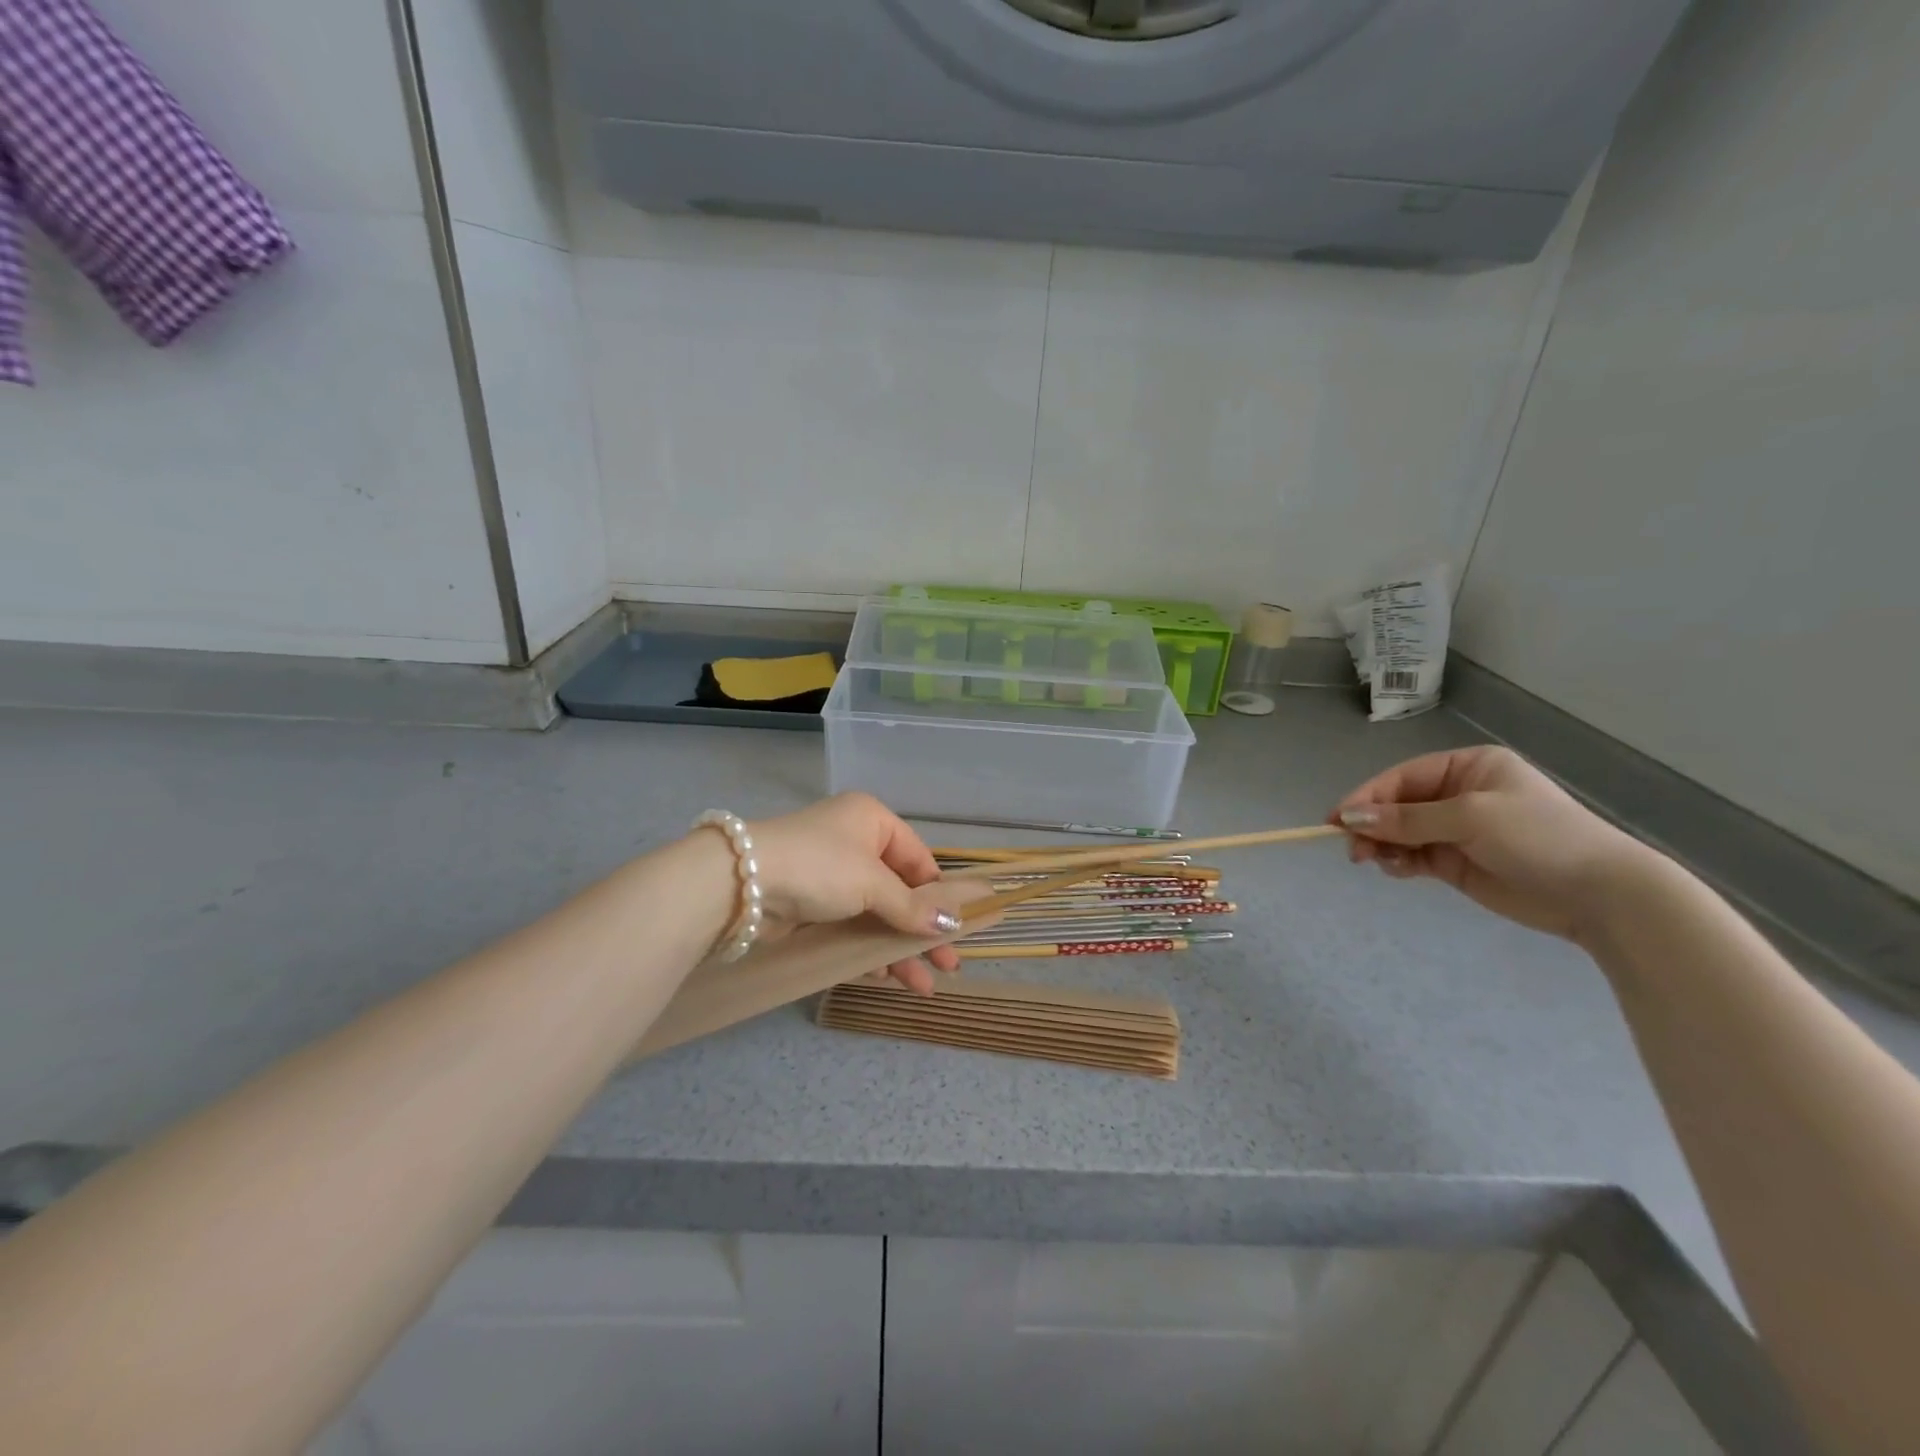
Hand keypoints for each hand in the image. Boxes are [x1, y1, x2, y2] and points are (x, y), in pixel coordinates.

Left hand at [745, 793, 962, 992]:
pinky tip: (884, 978)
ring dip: (897, 949)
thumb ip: (912, 907)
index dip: (939, 896)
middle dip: (922, 930)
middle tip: (948, 967)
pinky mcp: (809, 908)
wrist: (739, 883)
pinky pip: (849, 930)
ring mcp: (829, 878)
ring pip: (875, 916)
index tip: (958, 931)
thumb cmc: (819, 866)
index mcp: (872, 821)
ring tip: (922, 986)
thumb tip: (953, 925)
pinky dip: (867, 951)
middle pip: (900, 892)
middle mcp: (853, 844)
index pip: (919, 859)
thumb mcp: (872, 882)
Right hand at [1331, 746, 1656, 940]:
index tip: (1337, 819)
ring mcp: (1457, 830)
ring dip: (1382, 845)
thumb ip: (1406, 819)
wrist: (1600, 894)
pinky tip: (1397, 870)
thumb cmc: (1538, 837)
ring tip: (1372, 861)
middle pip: (1397, 805)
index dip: (1367, 797)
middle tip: (1352, 849)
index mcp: (1468, 768)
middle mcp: (1459, 795)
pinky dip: (1399, 862)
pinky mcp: (1457, 862)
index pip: (1402, 778)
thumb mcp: (1469, 818)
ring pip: (1400, 833)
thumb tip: (1349, 819)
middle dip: (1372, 825)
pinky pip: (1413, 856)